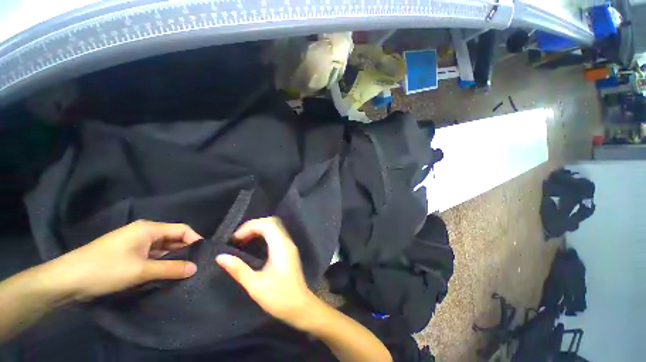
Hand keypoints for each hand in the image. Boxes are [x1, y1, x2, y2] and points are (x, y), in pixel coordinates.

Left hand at [51, 220, 200, 300]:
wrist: (67, 279)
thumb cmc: (106, 269)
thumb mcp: (141, 270)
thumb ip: (171, 268)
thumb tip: (195, 268)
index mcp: (149, 228)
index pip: (182, 229)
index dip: (195, 239)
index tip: (203, 254)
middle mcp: (144, 232)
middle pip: (172, 238)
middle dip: (184, 250)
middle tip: (195, 265)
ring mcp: (135, 243)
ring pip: (162, 248)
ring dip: (172, 258)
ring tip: (182, 271)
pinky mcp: (128, 253)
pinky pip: (151, 255)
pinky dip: (160, 263)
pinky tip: (164, 273)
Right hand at [216, 217, 313, 327]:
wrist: (300, 307)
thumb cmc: (279, 298)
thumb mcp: (255, 286)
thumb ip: (238, 269)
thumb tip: (220, 257)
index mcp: (280, 246)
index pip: (267, 224)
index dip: (250, 227)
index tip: (235, 239)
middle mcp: (287, 242)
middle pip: (271, 222)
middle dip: (253, 226)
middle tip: (238, 239)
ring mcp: (289, 245)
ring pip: (274, 227)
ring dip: (258, 230)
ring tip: (243, 241)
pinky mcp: (288, 251)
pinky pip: (276, 235)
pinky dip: (264, 235)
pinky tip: (254, 245)